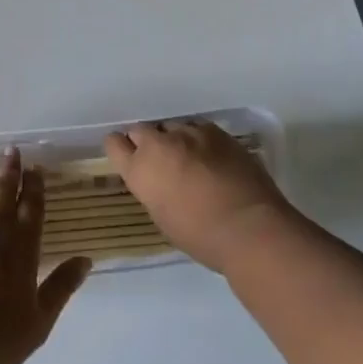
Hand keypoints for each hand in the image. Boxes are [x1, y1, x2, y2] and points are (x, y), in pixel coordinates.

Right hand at [104, 120, 296, 272]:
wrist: (249, 227)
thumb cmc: (201, 237)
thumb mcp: (162, 216)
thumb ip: (153, 189)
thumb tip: (159, 180)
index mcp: (139, 170)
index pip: (114, 143)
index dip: (121, 149)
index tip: (130, 158)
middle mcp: (158, 145)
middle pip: (141, 130)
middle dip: (147, 142)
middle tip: (162, 161)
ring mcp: (188, 133)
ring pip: (171, 127)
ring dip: (175, 140)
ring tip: (191, 158)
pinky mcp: (216, 131)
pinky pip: (198, 127)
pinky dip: (200, 139)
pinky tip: (212, 156)